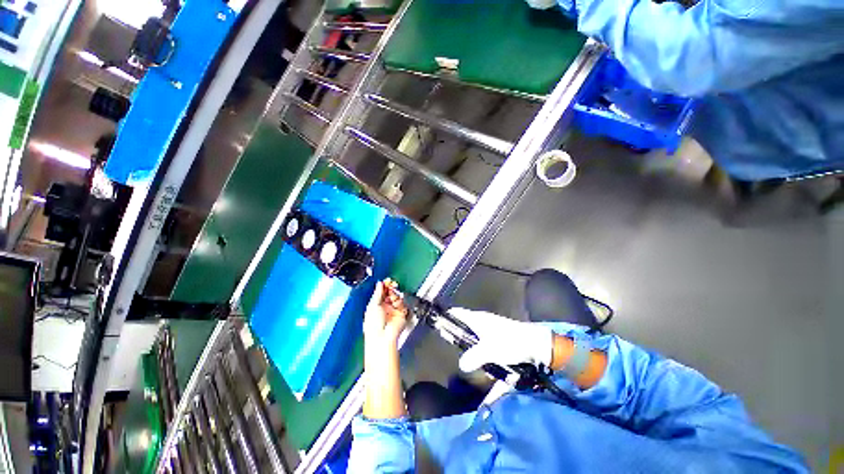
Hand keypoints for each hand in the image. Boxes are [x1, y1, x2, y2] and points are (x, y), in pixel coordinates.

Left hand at [364, 279, 407, 347]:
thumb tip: (379, 283)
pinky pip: (403, 304)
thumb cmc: (373, 325)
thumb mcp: (373, 305)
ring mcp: (393, 311)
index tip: (386, 281)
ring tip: (393, 295)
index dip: (384, 286)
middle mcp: (384, 308)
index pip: (381, 292)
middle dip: (391, 288)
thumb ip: (377, 293)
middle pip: (389, 294)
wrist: (383, 337)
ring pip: (397, 297)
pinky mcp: (401, 314)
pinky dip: (400, 302)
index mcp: (375, 306)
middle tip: (392, 284)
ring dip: (395, 294)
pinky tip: (397, 302)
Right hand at [448, 308, 553, 372]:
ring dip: (471, 350)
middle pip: (464, 326)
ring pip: (474, 338)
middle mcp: (482, 322)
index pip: (457, 313)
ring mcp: (490, 330)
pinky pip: (484, 346)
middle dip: (458, 337)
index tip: (438, 324)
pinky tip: (486, 366)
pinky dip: (482, 354)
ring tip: (470, 362)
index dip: (447, 316)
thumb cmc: (510, 342)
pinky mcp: (498, 339)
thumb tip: (461, 364)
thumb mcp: (490, 351)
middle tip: (450, 349)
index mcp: (477, 319)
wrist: (535, 345)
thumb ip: (473, 357)